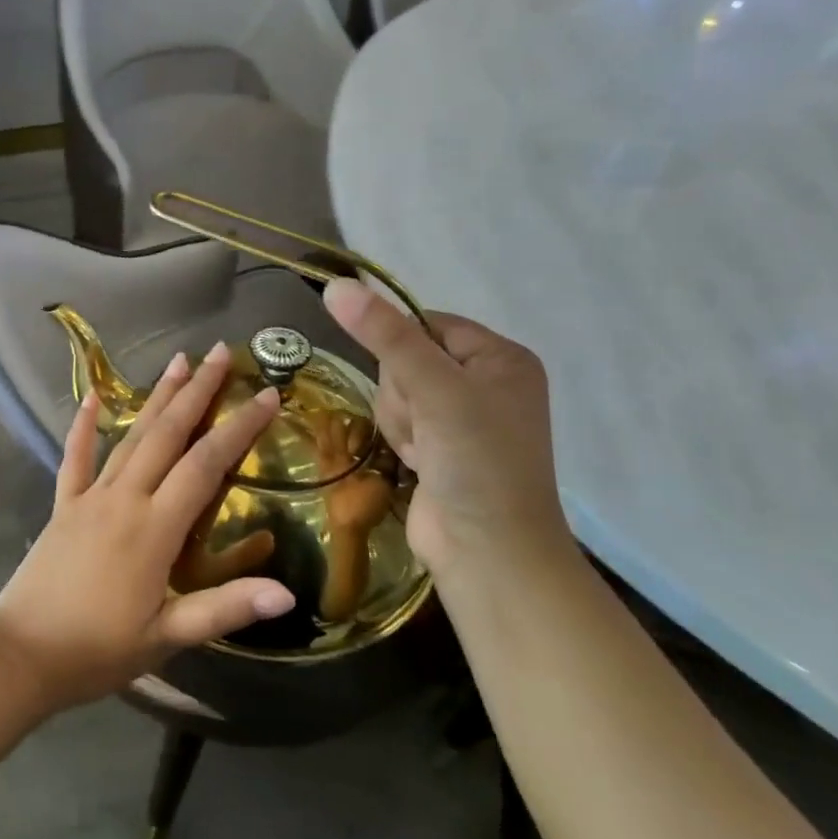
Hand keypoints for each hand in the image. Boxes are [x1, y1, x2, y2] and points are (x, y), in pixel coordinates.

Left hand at [0, 343, 296, 709]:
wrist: (22, 653)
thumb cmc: (98, 649)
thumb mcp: (168, 637)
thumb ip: (225, 609)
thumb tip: (288, 594)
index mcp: (155, 528)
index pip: (206, 464)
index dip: (239, 428)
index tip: (265, 394)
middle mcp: (125, 498)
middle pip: (167, 434)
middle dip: (197, 391)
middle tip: (219, 352)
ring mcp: (90, 497)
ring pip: (130, 437)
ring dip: (156, 398)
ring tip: (178, 361)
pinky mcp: (63, 505)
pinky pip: (75, 458)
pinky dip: (83, 426)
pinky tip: (91, 398)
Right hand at [321, 279, 570, 581]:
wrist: (489, 553)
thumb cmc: (476, 461)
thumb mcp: (434, 388)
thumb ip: (385, 335)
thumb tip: (336, 285)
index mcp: (500, 357)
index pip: (426, 323)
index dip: (401, 347)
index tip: (409, 380)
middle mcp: (485, 382)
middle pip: (405, 359)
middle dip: (402, 394)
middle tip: (425, 426)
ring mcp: (463, 418)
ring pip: (396, 392)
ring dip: (400, 421)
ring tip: (423, 452)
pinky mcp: (442, 448)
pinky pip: (400, 421)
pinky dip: (402, 441)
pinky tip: (419, 465)